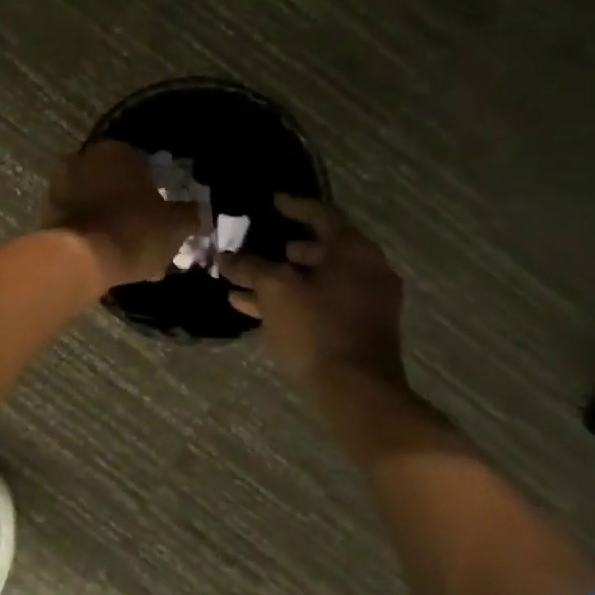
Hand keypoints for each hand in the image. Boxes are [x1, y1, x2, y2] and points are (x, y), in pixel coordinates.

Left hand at [46, 141, 200, 289]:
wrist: (80, 260)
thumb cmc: (134, 231)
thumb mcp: (175, 225)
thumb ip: (188, 213)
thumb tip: (194, 211)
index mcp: (116, 151)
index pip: (142, 163)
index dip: (155, 188)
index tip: (162, 210)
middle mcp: (83, 159)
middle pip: (114, 181)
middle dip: (128, 202)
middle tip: (144, 228)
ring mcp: (59, 185)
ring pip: (94, 201)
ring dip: (108, 217)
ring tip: (126, 246)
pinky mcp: (46, 212)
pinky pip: (78, 220)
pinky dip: (91, 232)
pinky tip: (106, 254)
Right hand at [223, 195, 408, 392]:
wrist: (356, 392)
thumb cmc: (316, 329)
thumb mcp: (275, 291)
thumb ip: (250, 267)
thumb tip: (227, 257)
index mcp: (354, 251)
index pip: (323, 216)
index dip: (294, 207)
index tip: (273, 202)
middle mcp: (367, 271)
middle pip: (322, 250)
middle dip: (285, 250)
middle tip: (259, 246)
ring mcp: (367, 303)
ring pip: (317, 281)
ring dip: (282, 280)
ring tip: (244, 282)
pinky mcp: (359, 330)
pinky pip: (322, 304)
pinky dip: (294, 301)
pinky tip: (255, 309)